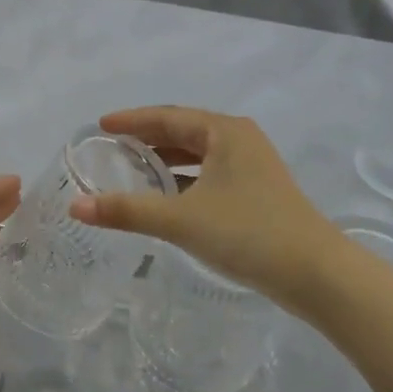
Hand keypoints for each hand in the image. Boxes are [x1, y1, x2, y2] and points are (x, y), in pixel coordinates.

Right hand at [67, 108, 341, 313]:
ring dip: (165, 160)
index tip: (100, 125)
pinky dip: (184, 180)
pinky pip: (209, 174)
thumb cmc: (248, 233)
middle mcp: (239, 139)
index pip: (167, 116)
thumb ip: (127, 210)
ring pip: (198, 154)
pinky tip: (166, 197)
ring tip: (131, 169)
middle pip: (182, 131)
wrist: (317, 274)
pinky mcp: (258, 191)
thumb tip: (75, 206)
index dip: (131, 120)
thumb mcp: (181, 220)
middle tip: (111, 146)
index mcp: (224, 132)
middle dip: (147, 138)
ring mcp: (252, 166)